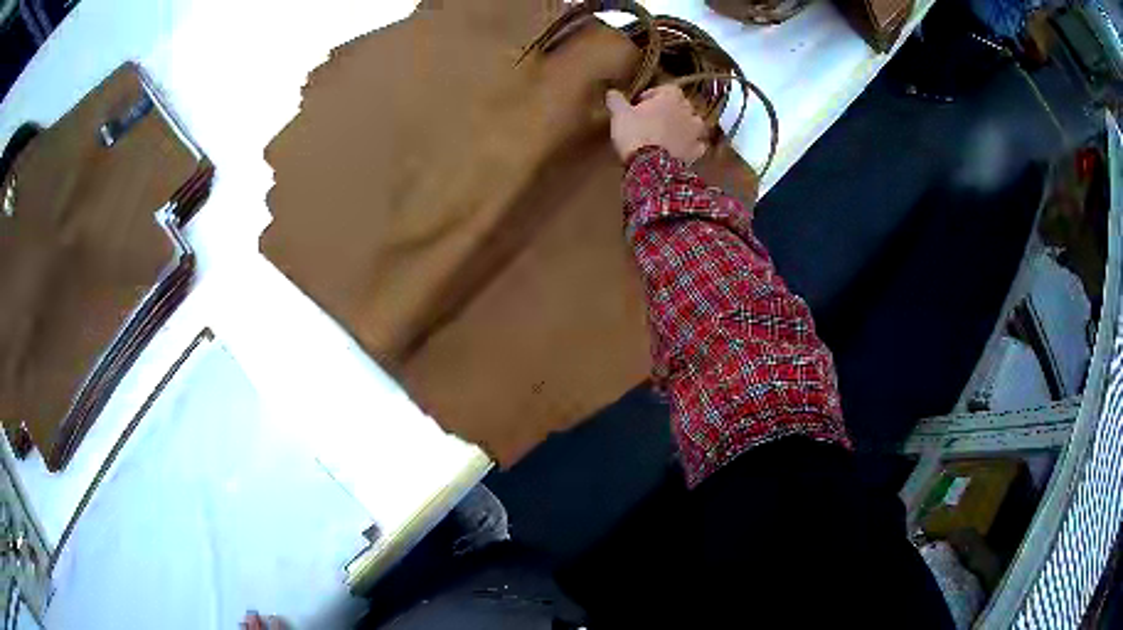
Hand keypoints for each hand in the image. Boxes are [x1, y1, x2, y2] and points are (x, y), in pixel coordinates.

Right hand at [605, 85, 707, 164]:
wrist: (650, 166)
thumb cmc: (635, 133)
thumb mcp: (619, 114)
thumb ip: (616, 100)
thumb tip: (612, 92)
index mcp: (670, 98)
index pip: (668, 88)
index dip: (655, 94)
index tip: (642, 102)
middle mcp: (687, 112)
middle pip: (683, 105)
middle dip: (671, 109)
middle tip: (655, 117)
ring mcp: (695, 132)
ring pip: (695, 123)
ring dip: (685, 125)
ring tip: (672, 132)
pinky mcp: (696, 151)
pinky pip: (698, 145)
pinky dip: (692, 145)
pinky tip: (682, 149)